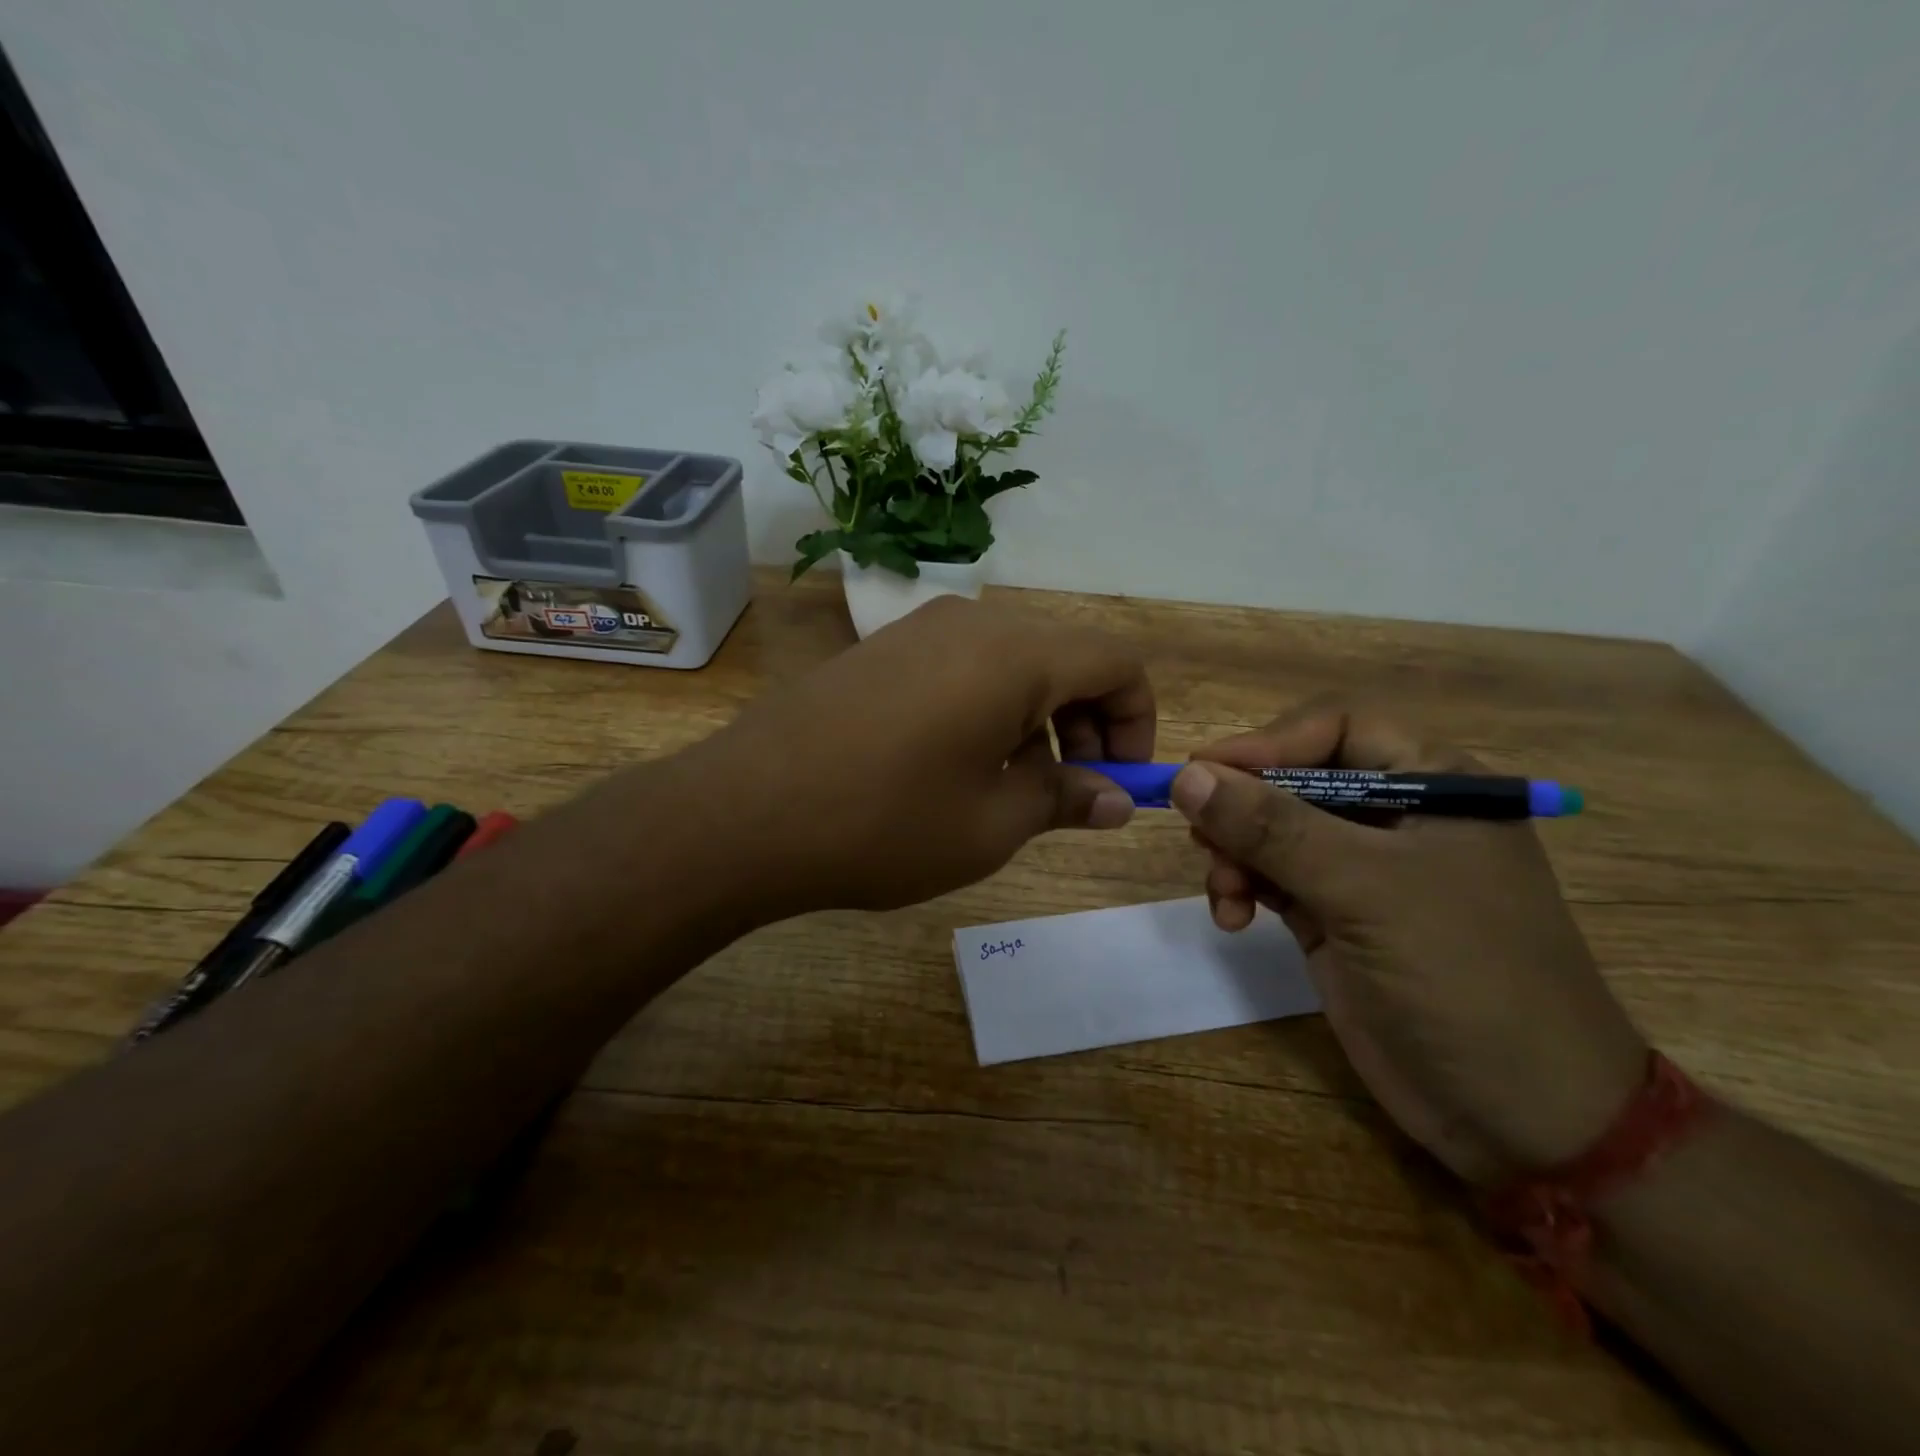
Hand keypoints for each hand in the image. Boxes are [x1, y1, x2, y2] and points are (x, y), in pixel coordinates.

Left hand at [677, 595, 1154, 914]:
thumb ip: (1065, 799)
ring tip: (1012, 788)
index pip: (1117, 661)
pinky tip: (956, 765)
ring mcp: (919, 629)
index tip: (1120, 781)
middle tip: (1071, 793)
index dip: (1137, 721)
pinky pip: (963, 666)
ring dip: (1038, 719)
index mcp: (1016, 654)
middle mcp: (973, 622)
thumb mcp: (992, 824)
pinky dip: (989, 708)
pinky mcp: (882, 650)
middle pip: (1066, 657)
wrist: (744, 812)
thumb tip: (1116, 799)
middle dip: (1088, 723)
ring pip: (1014, 662)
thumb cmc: (885, 823)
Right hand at [1173, 702, 1646, 1185]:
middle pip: (1294, 780)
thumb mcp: (1366, 890)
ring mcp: (1363, 871)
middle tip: (1201, 840)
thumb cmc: (1464, 976)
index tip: (1203, 772)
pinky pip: (1271, 878)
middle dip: (1242, 809)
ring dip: (1235, 853)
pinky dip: (1242, 888)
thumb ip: (1272, 828)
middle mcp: (1396, 817)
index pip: (1336, 730)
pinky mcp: (1335, 916)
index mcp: (1434, 784)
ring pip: (1272, 831)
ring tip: (1224, 894)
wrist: (1522, 1116)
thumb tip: (1187, 776)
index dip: (1267, 744)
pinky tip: (1231, 917)